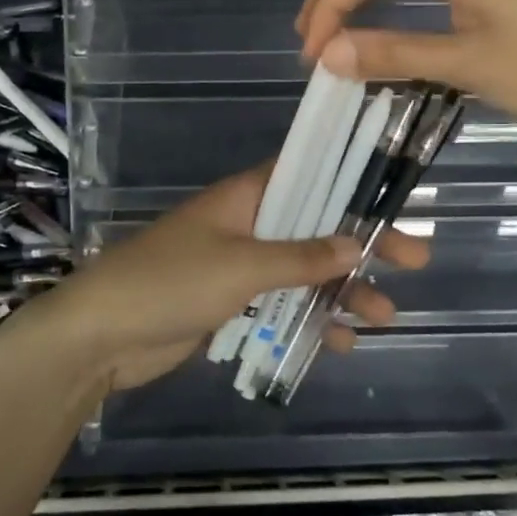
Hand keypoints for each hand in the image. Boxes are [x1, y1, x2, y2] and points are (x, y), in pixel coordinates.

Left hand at [42, 163, 429, 392]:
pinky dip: (308, 319)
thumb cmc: (170, 281)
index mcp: (246, 196)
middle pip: (315, 227)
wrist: (101, 335)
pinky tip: (340, 341)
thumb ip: (300, 256)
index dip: (351, 183)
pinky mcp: (229, 304)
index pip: (308, 174)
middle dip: (361, 245)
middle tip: (415, 259)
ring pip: (302, 271)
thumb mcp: (241, 265)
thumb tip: (357, 242)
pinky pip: (280, 305)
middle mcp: (246, 223)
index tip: (394, 195)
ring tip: (385, 316)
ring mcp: (237, 265)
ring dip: (341, 291)